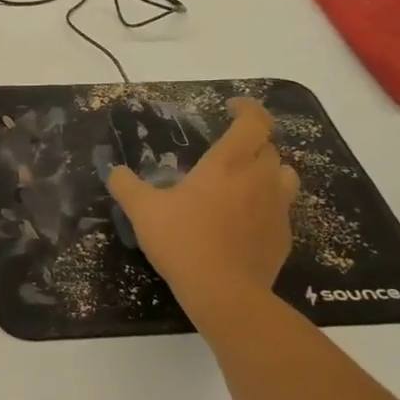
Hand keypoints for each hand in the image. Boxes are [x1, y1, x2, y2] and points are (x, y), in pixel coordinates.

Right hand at [107, 98, 298, 313]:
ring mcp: (277, 207)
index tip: (230, 108)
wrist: (223, 291)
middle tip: (226, 154)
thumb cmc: (182, 241)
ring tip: (243, 183)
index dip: (247, 108)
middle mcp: (259, 178)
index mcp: (228, 163)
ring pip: (283, 176)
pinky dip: (266, 207)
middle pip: (268, 147)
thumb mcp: (143, 211)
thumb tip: (115, 172)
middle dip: (250, 143)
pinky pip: (280, 210)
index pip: (254, 120)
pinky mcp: (283, 235)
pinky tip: (244, 222)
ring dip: (266, 172)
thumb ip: (126, 186)